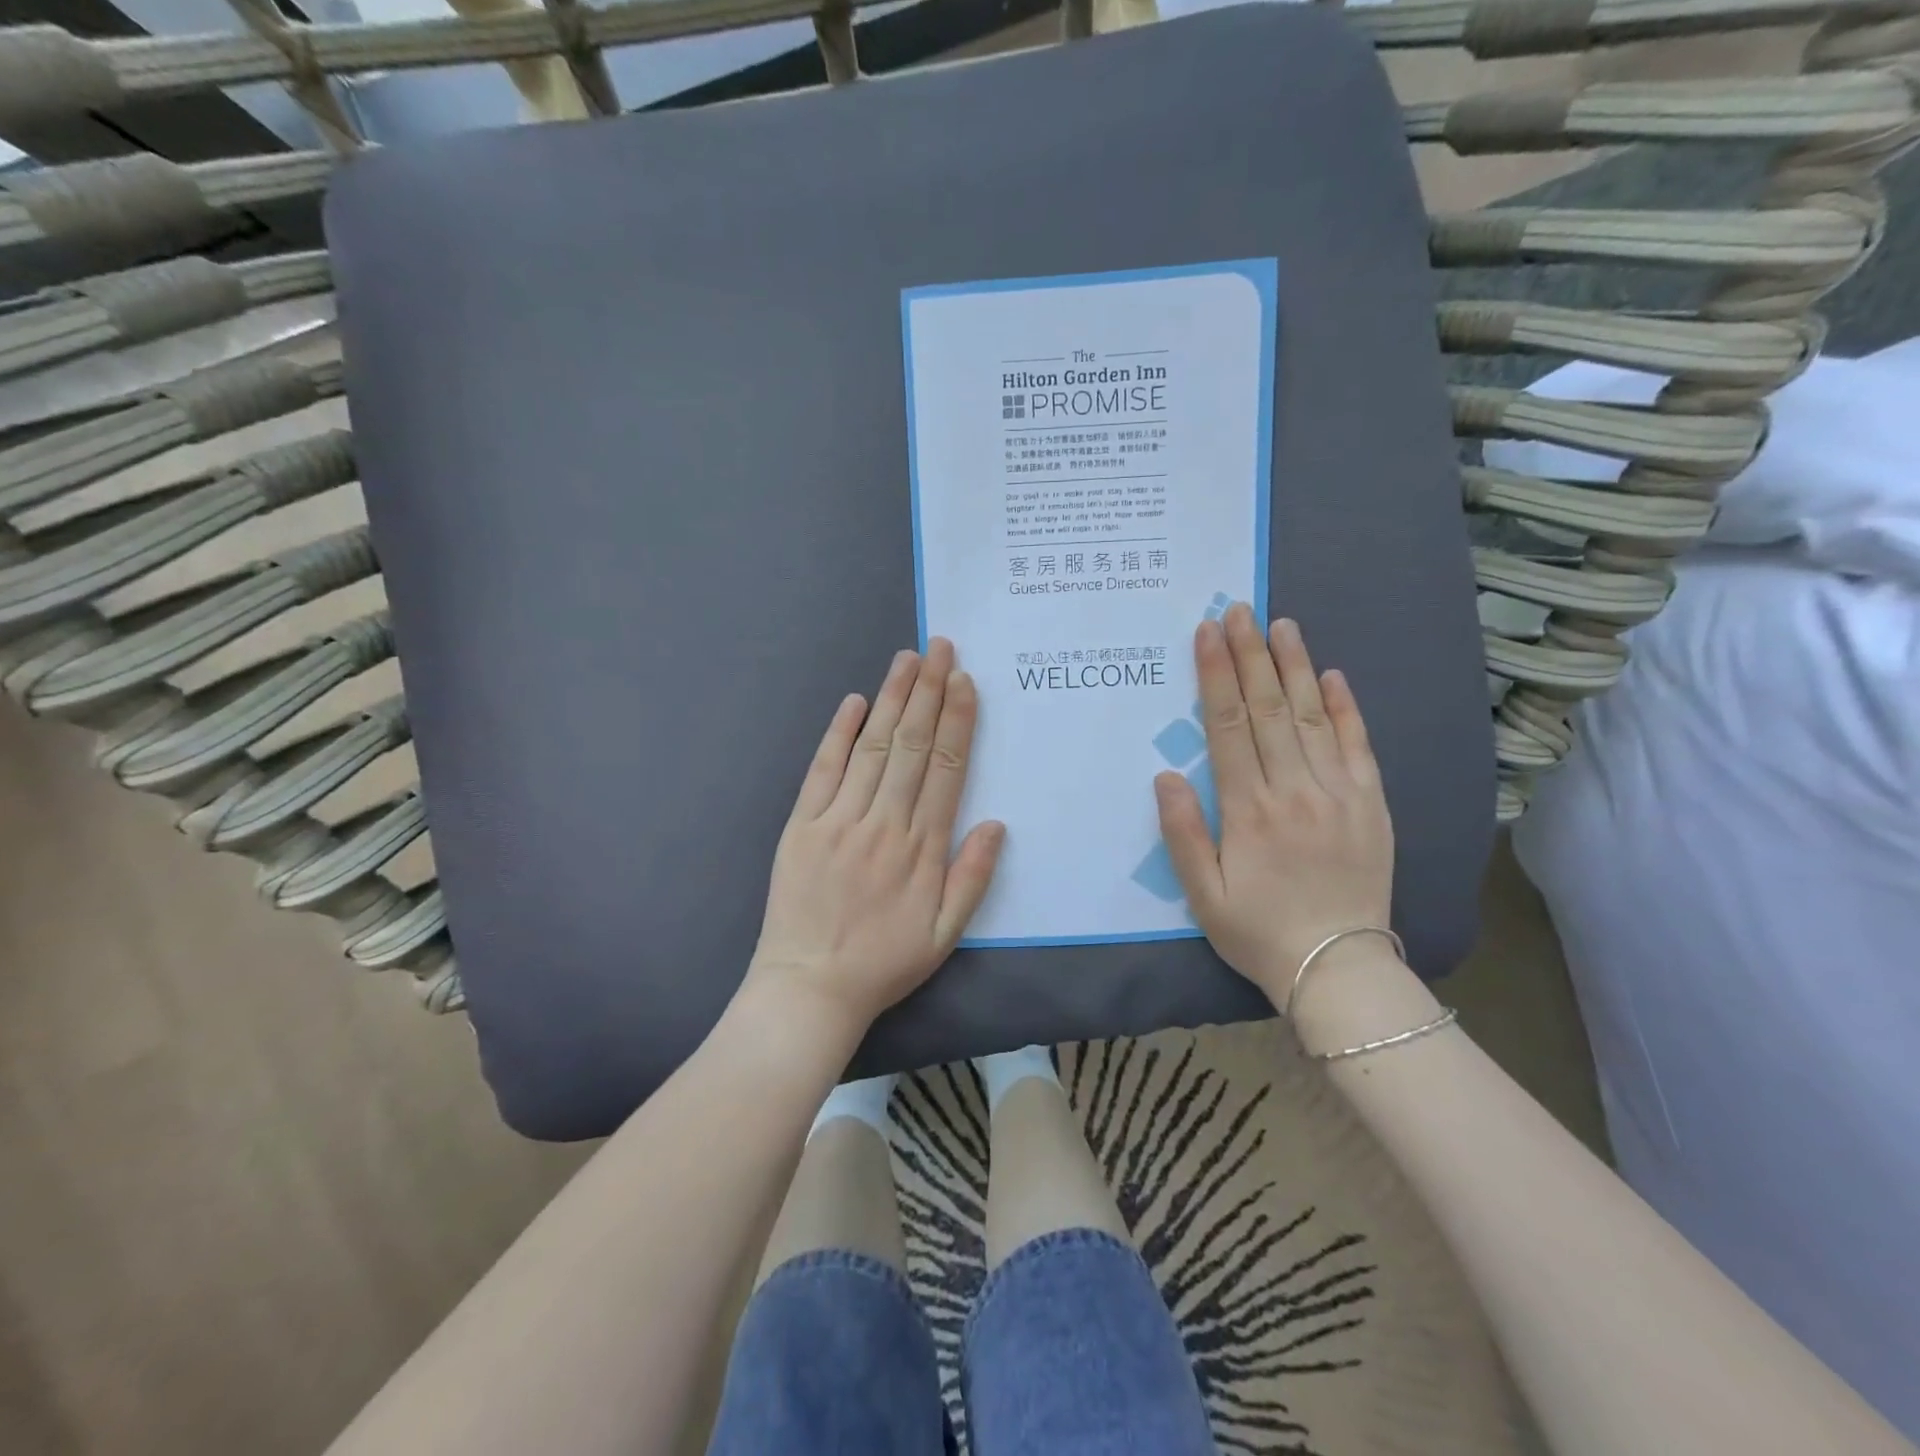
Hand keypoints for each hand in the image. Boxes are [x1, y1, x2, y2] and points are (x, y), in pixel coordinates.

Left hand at [744, 639, 1005, 1042]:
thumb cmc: (883, 963)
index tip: (965, 682)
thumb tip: (996, 823)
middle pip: (913, 745)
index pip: (947, 769)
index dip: (958, 721)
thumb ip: (972, 877)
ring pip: (873, 748)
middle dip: (929, 692)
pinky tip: (855, 702)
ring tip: (908, 659)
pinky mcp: (802, 825)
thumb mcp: (944, 935)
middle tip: (941, 648)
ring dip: (893, 699)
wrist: (809, 988)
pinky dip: (840, 733)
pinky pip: (823, 770)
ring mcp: (839, 820)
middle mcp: (883, 823)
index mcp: (922, 848)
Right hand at [1154, 604, 1395, 1008]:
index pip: (1229, 727)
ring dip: (1296, 667)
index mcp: (1249, 810)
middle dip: (1250, 655)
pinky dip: (1347, 708)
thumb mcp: (1202, 894)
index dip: (1216, 677)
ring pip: (1314, 717)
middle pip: (1270, 709)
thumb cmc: (1259, 931)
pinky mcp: (1371, 804)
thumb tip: (1166, 775)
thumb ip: (1181, 833)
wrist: (1338, 968)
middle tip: (1239, 611)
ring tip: (1281, 626)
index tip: (1207, 634)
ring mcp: (1339, 793)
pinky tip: (1334, 676)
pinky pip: (1359, 746)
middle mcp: (1295, 790)